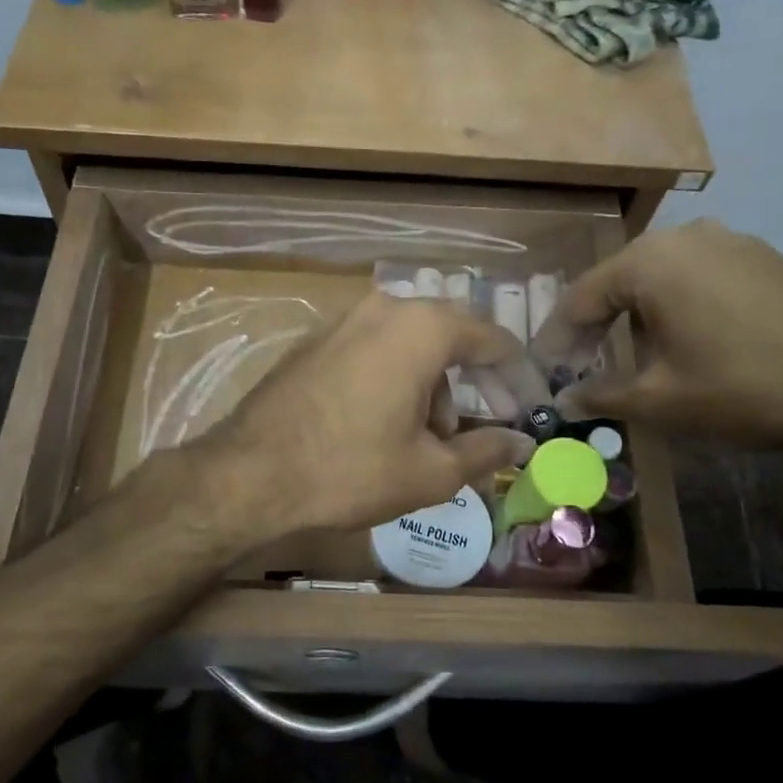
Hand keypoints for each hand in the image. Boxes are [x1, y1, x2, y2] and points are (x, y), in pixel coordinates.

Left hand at [199, 292, 535, 533]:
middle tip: (486, 425)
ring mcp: (343, 319)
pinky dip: (396, 378)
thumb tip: (521, 443)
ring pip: (409, 343)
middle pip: (449, 337)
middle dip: (475, 382)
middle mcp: (384, 307)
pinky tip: (388, 423)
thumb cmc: (350, 470)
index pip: (492, 339)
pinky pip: (374, 349)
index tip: (533, 408)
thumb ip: (485, 451)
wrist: (248, 475)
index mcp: (421, 327)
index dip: (520, 376)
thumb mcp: (430, 471)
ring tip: (429, 439)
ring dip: (432, 385)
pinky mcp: (315, 340)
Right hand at [533, 221, 782, 450]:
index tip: (546, 374)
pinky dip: (674, 307)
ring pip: (657, 278)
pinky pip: (696, 277)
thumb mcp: (662, 399)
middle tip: (579, 368)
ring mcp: (729, 241)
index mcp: (649, 261)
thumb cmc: (745, 387)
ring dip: (634, 317)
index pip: (580, 299)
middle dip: (593, 328)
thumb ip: (600, 394)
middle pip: (617, 282)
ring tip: (626, 356)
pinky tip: (679, 340)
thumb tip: (561, 401)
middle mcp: (684, 237)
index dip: (557, 340)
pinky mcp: (762, 257)